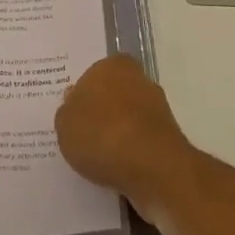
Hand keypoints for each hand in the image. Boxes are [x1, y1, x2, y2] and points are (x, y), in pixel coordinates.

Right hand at [55, 56, 196, 215]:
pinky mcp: (170, 138)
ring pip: (128, 118)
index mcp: (112, 66)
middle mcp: (139, 80)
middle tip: (82, 132)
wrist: (152, 168)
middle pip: (113, 94)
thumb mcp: (64, 123)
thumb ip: (67, 111)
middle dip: (102, 111)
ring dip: (117, 133)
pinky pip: (140, 141)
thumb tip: (74, 103)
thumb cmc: (101, 134)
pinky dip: (130, 151)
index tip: (73, 113)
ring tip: (97, 156)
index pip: (93, 73)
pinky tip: (116, 167)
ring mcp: (158, 109)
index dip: (83, 93)